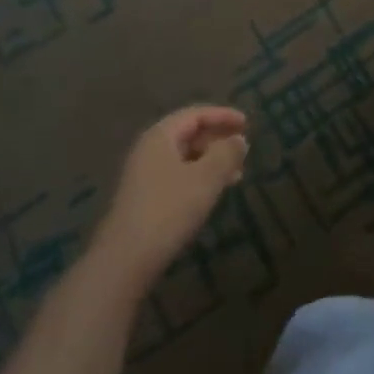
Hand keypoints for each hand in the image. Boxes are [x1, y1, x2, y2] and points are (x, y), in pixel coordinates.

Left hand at [91, 107, 249, 286]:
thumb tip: (238, 139)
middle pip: (188, 134)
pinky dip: (199, 177)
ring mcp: (143, 175)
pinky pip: (177, 176)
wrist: (125, 259)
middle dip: (218, 140)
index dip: (223, 116)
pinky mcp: (143, 198)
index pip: (195, 114)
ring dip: (211, 161)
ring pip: (184, 157)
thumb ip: (227, 153)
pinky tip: (211, 194)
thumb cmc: (169, 209)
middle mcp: (149, 150)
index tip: (247, 124)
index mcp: (161, 136)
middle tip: (242, 151)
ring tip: (235, 176)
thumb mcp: (207, 177)